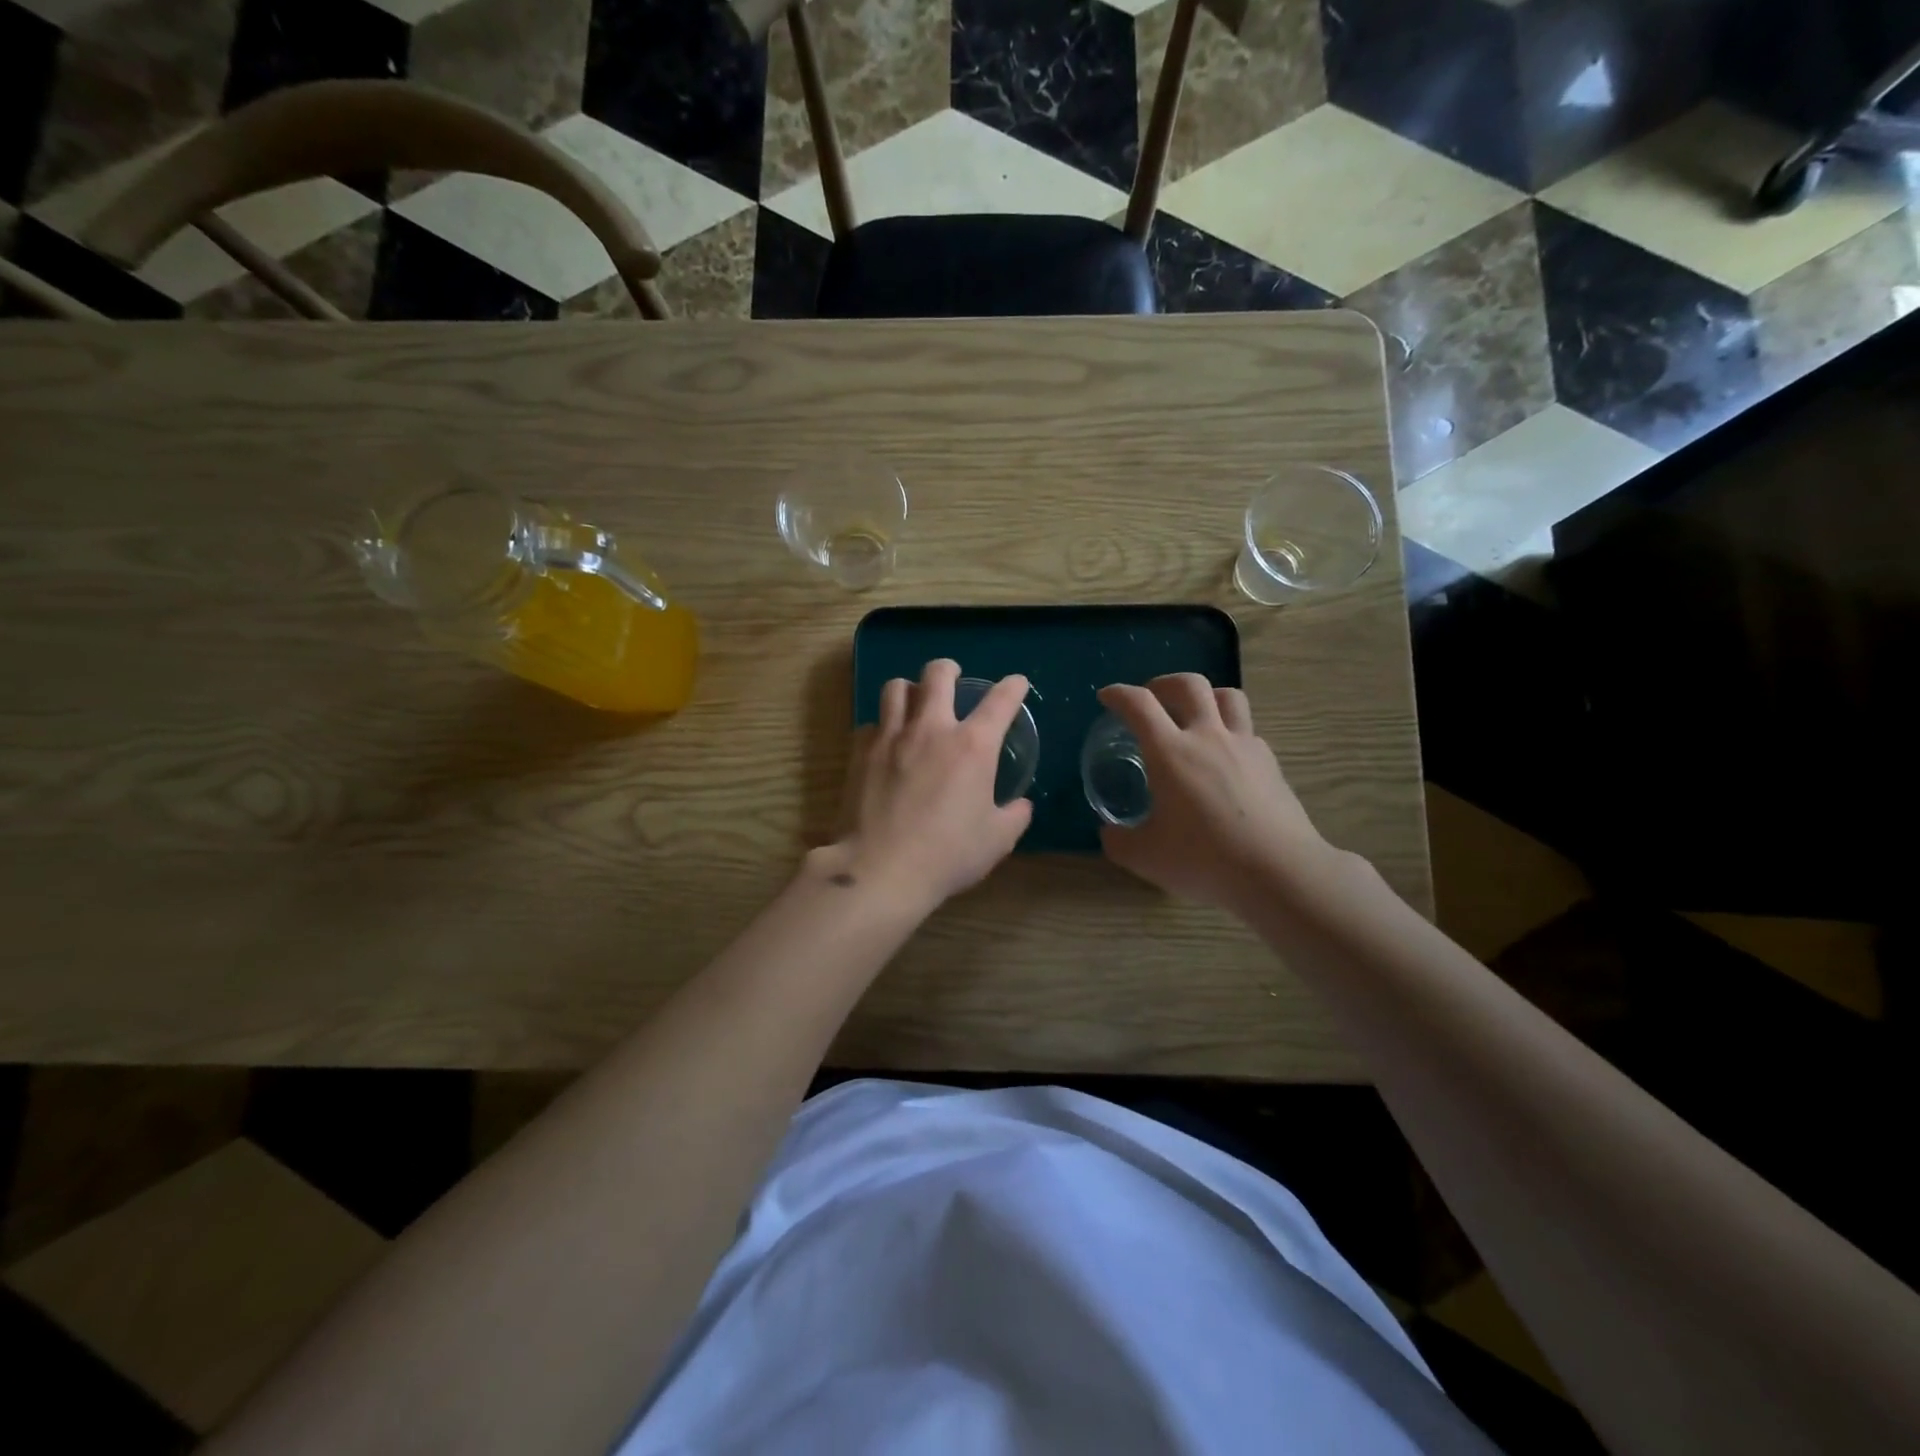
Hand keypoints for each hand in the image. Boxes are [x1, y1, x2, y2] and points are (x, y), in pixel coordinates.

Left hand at [826, 659, 1032, 910]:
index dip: (1012, 687)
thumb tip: (1020, 805)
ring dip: (910, 689)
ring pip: (896, 688)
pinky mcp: (860, 752)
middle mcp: (931, 729)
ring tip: (914, 702)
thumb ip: (1014, 816)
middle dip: (949, 669)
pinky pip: (871, 723)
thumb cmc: (947, 855)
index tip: (1016, 684)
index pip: (1000, 701)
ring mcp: (891, 737)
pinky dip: (882, 726)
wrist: (880, 869)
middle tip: (952, 677)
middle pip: (937, 674)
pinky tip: (886, 743)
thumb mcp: (997, 841)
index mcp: (972, 746)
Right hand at [1097, 674, 1326, 913]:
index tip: (1107, 697)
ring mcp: (1245, 746)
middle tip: (1152, 699)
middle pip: (1189, 685)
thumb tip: (1109, 832)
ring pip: (1227, 696)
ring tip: (1194, 715)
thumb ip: (1118, 840)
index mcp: (1170, 752)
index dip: (1118, 694)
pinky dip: (1230, 732)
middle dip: (1164, 684)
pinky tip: (1224, 758)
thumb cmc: (1204, 859)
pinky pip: (1248, 731)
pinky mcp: (1270, 763)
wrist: (1279, 872)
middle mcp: (1208, 737)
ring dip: (1205, 697)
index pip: (1139, 704)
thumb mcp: (1145, 858)